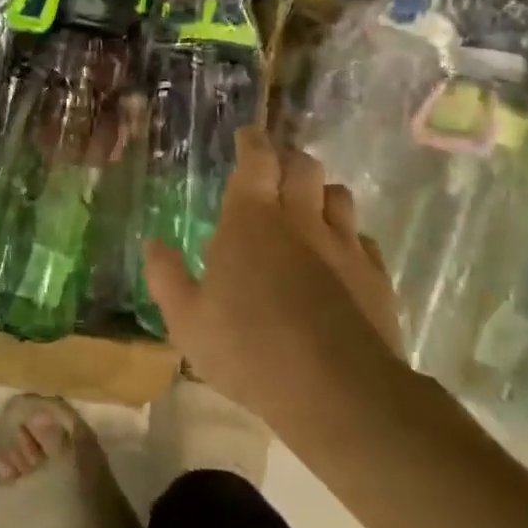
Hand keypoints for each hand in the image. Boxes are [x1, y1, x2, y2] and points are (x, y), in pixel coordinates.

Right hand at [143, 128, 402, 428]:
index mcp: (252, 219)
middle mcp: (300, 219)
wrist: (337, 391)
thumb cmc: (249, 350)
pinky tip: (338, 257)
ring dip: (320, 193)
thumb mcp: (187, 320)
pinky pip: (362, 239)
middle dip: (288, 160)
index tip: (247, 136)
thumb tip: (153, 243)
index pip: (257, 158)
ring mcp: (343, 245)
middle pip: (303, 166)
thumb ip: (166, 276)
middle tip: (274, 172)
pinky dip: (347, 237)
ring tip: (306, 209)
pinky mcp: (374, 275)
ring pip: (338, 195)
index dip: (252, 141)